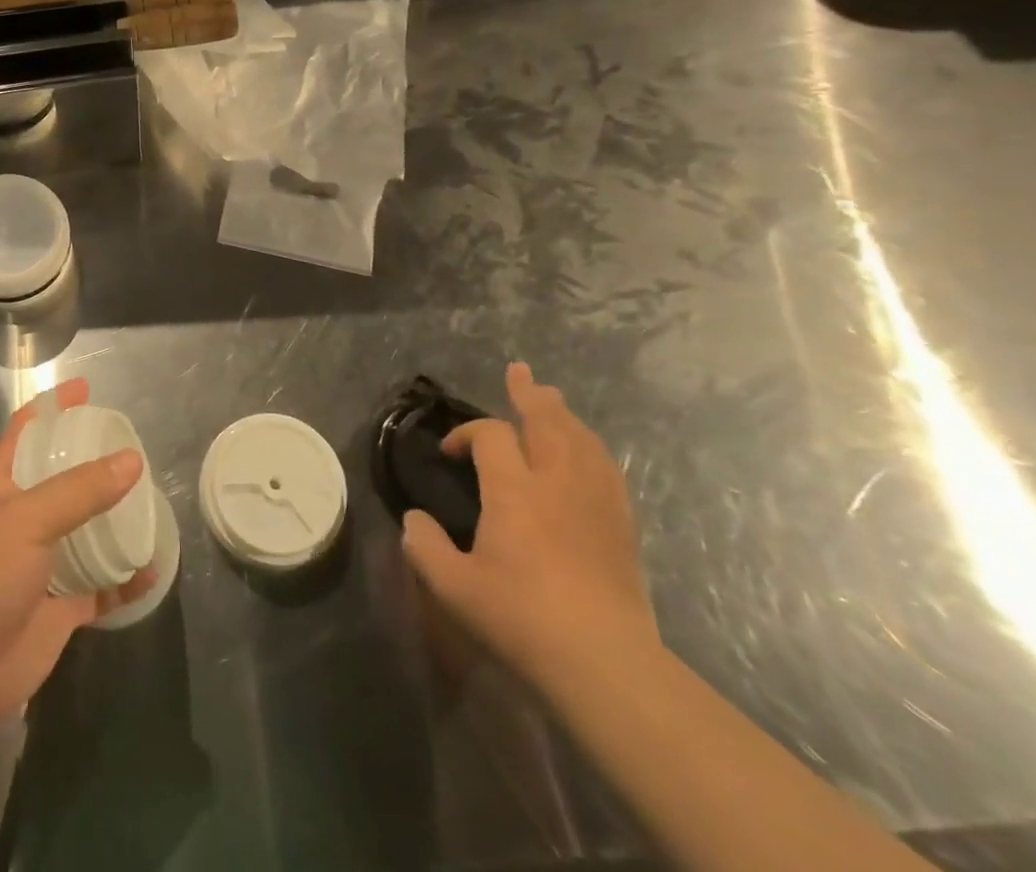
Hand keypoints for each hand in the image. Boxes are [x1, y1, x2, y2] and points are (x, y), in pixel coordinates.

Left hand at [0, 379, 155, 721]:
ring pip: (84, 533)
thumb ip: (80, 490)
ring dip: (114, 521)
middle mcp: (21, 521)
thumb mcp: (27, 518)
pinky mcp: (59, 610)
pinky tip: (152, 569)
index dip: (51, 407)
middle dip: (92, 464)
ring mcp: (41, 567)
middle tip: (133, 448)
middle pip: (61, 481)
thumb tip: (133, 460)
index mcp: (2, 487)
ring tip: (151, 502)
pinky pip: (100, 588)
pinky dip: (126, 580)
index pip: (25, 432)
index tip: (85, 388)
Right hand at [402, 363, 656, 688]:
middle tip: (520, 372)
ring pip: (581, 440)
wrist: (605, 663)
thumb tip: (414, 521)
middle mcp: (556, 482)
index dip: (467, 434)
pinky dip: (591, 448)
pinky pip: (607, 469)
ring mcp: (595, 501)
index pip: (490, 436)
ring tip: (552, 400)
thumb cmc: (522, 619)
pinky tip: (588, 452)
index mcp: (513, 490)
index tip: (450, 453)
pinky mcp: (621, 525)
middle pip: (547, 420)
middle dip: (530, 394)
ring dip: (563, 415)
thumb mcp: (453, 587)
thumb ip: (424, 548)